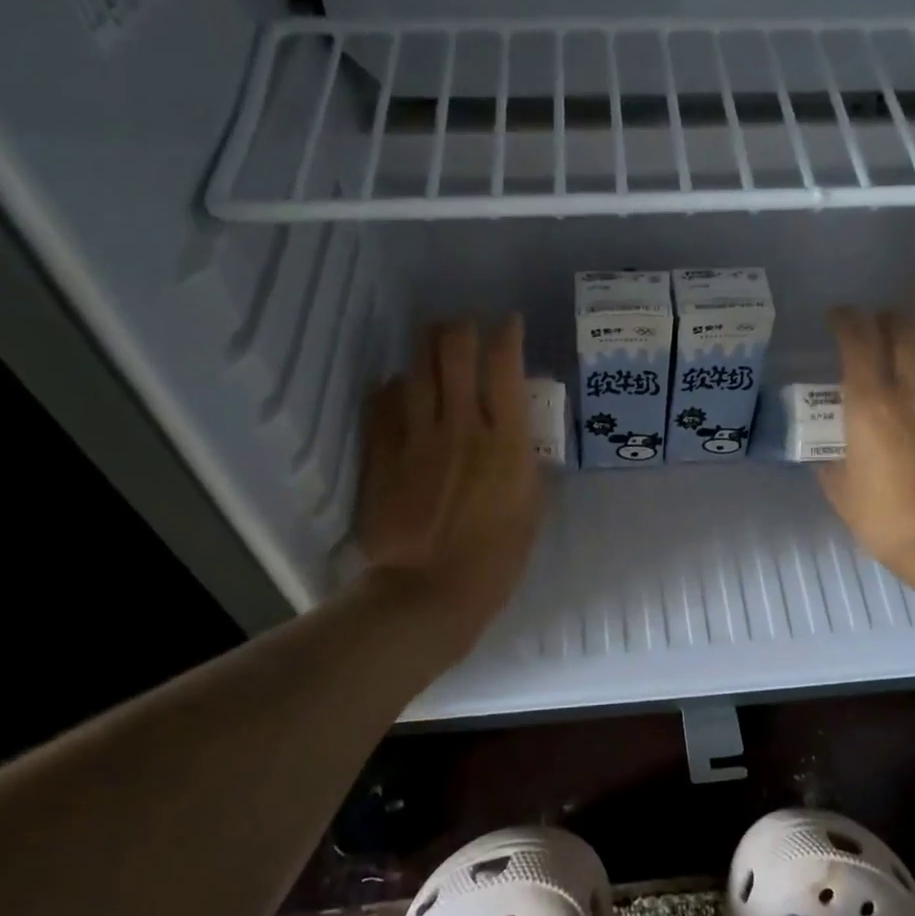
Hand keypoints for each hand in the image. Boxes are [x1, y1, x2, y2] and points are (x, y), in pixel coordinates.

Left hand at [353, 317, 542, 655]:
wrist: (432, 591)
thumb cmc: (497, 558)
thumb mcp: (531, 508)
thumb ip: (524, 463)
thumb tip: (515, 437)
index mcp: (506, 441)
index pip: (505, 365)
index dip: (507, 333)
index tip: (509, 324)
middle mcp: (462, 426)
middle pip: (454, 351)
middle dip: (460, 327)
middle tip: (465, 329)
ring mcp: (417, 438)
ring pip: (416, 369)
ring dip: (426, 346)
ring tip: (432, 341)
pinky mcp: (384, 456)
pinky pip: (383, 404)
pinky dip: (393, 388)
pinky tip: (398, 387)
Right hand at [818, 309, 914, 584]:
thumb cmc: (883, 518)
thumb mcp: (840, 491)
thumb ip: (829, 461)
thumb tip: (826, 450)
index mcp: (869, 406)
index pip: (858, 341)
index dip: (846, 320)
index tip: (836, 317)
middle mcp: (907, 393)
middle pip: (903, 330)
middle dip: (883, 317)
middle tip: (869, 325)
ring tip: (903, 342)